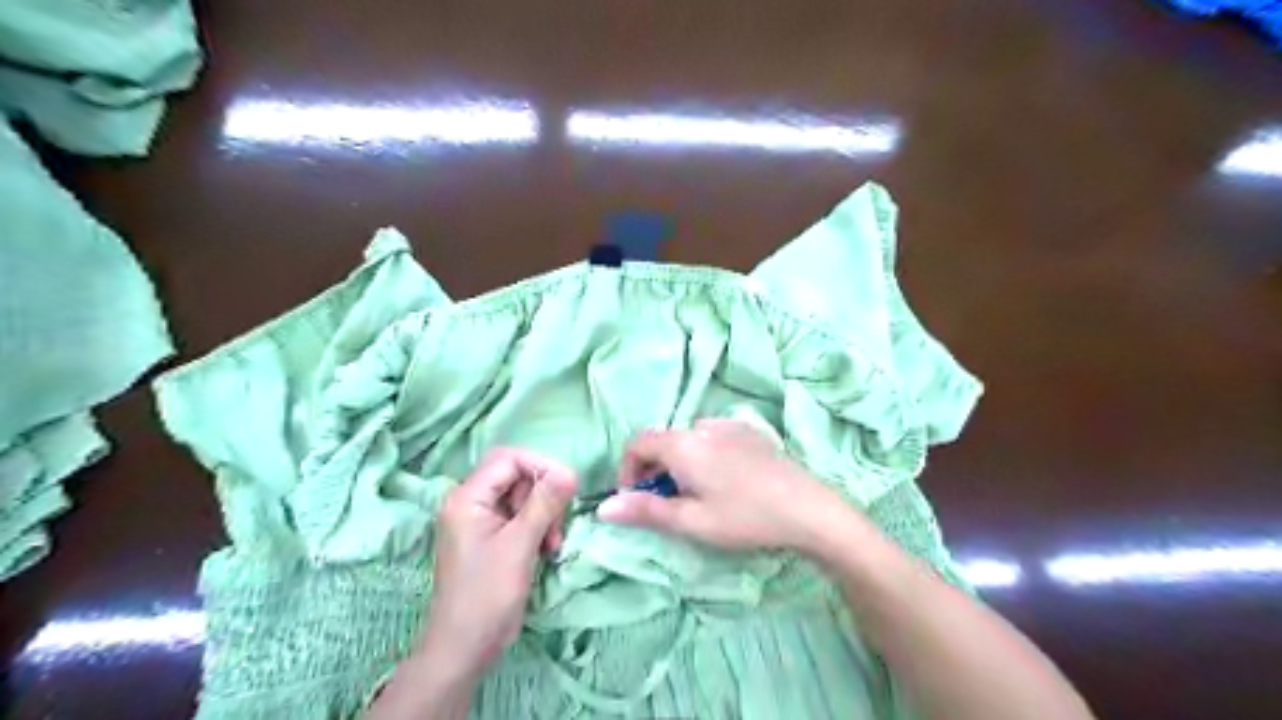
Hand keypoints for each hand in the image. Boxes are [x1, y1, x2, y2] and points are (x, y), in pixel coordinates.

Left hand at [420, 450, 579, 680]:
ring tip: (552, 543)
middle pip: (516, 475)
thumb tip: (569, 471)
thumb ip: (544, 503)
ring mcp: (480, 521)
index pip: (508, 459)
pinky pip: (520, 516)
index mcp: (467, 498)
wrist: (465, 648)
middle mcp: (470, 503)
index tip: (567, 487)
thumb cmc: (487, 595)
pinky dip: (537, 527)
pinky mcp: (491, 538)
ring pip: (522, 496)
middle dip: (543, 494)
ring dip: (544, 513)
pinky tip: (545, 549)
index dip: (540, 466)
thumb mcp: (519, 545)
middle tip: (556, 524)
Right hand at [596, 416, 864, 557]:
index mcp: (684, 444)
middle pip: (663, 440)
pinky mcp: (751, 432)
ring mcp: (730, 426)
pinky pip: (713, 437)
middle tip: (666, 505)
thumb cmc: (746, 518)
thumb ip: (646, 511)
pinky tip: (724, 482)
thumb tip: (604, 508)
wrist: (809, 509)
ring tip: (696, 495)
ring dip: (679, 463)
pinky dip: (703, 455)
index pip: (637, 443)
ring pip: (688, 439)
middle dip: (654, 470)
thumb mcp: (692, 522)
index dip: (627, 470)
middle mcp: (703, 426)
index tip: (636, 500)